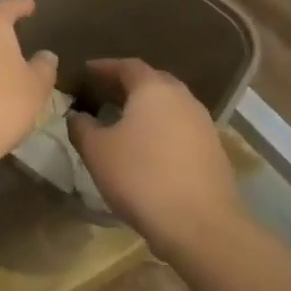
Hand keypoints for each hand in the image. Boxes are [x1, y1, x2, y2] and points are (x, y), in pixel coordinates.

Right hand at [67, 59, 244, 259]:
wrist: (200, 224)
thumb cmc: (140, 177)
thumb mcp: (97, 151)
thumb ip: (81, 127)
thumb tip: (77, 115)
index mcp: (153, 89)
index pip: (127, 66)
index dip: (104, 67)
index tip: (87, 71)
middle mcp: (182, 98)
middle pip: (153, 81)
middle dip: (127, 84)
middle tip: (104, 92)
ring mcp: (202, 124)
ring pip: (169, 105)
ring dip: (146, 107)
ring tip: (123, 120)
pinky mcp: (213, 150)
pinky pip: (180, 127)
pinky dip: (160, 128)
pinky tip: (146, 146)